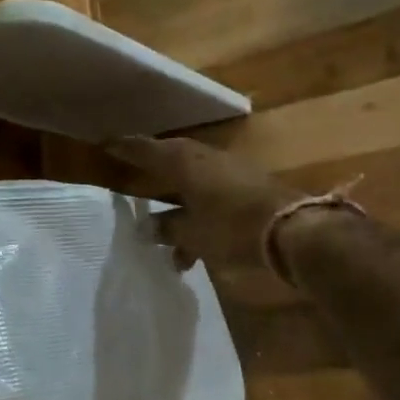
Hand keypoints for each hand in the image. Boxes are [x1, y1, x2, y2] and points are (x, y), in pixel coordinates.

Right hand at [106, 136, 302, 270]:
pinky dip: (199, 220)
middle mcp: (204, 159)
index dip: (124, 148)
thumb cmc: (232, 227)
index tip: (105, 145)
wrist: (294, 231)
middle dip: (152, 175)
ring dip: (178, 211)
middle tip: (132, 179)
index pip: (145, 149)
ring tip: (168, 247)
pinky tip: (195, 254)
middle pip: (170, 161)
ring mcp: (229, 172)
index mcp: (184, 162)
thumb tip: (146, 227)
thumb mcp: (192, 233)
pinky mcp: (247, 188)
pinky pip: (211, 199)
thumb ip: (166, 228)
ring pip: (192, 185)